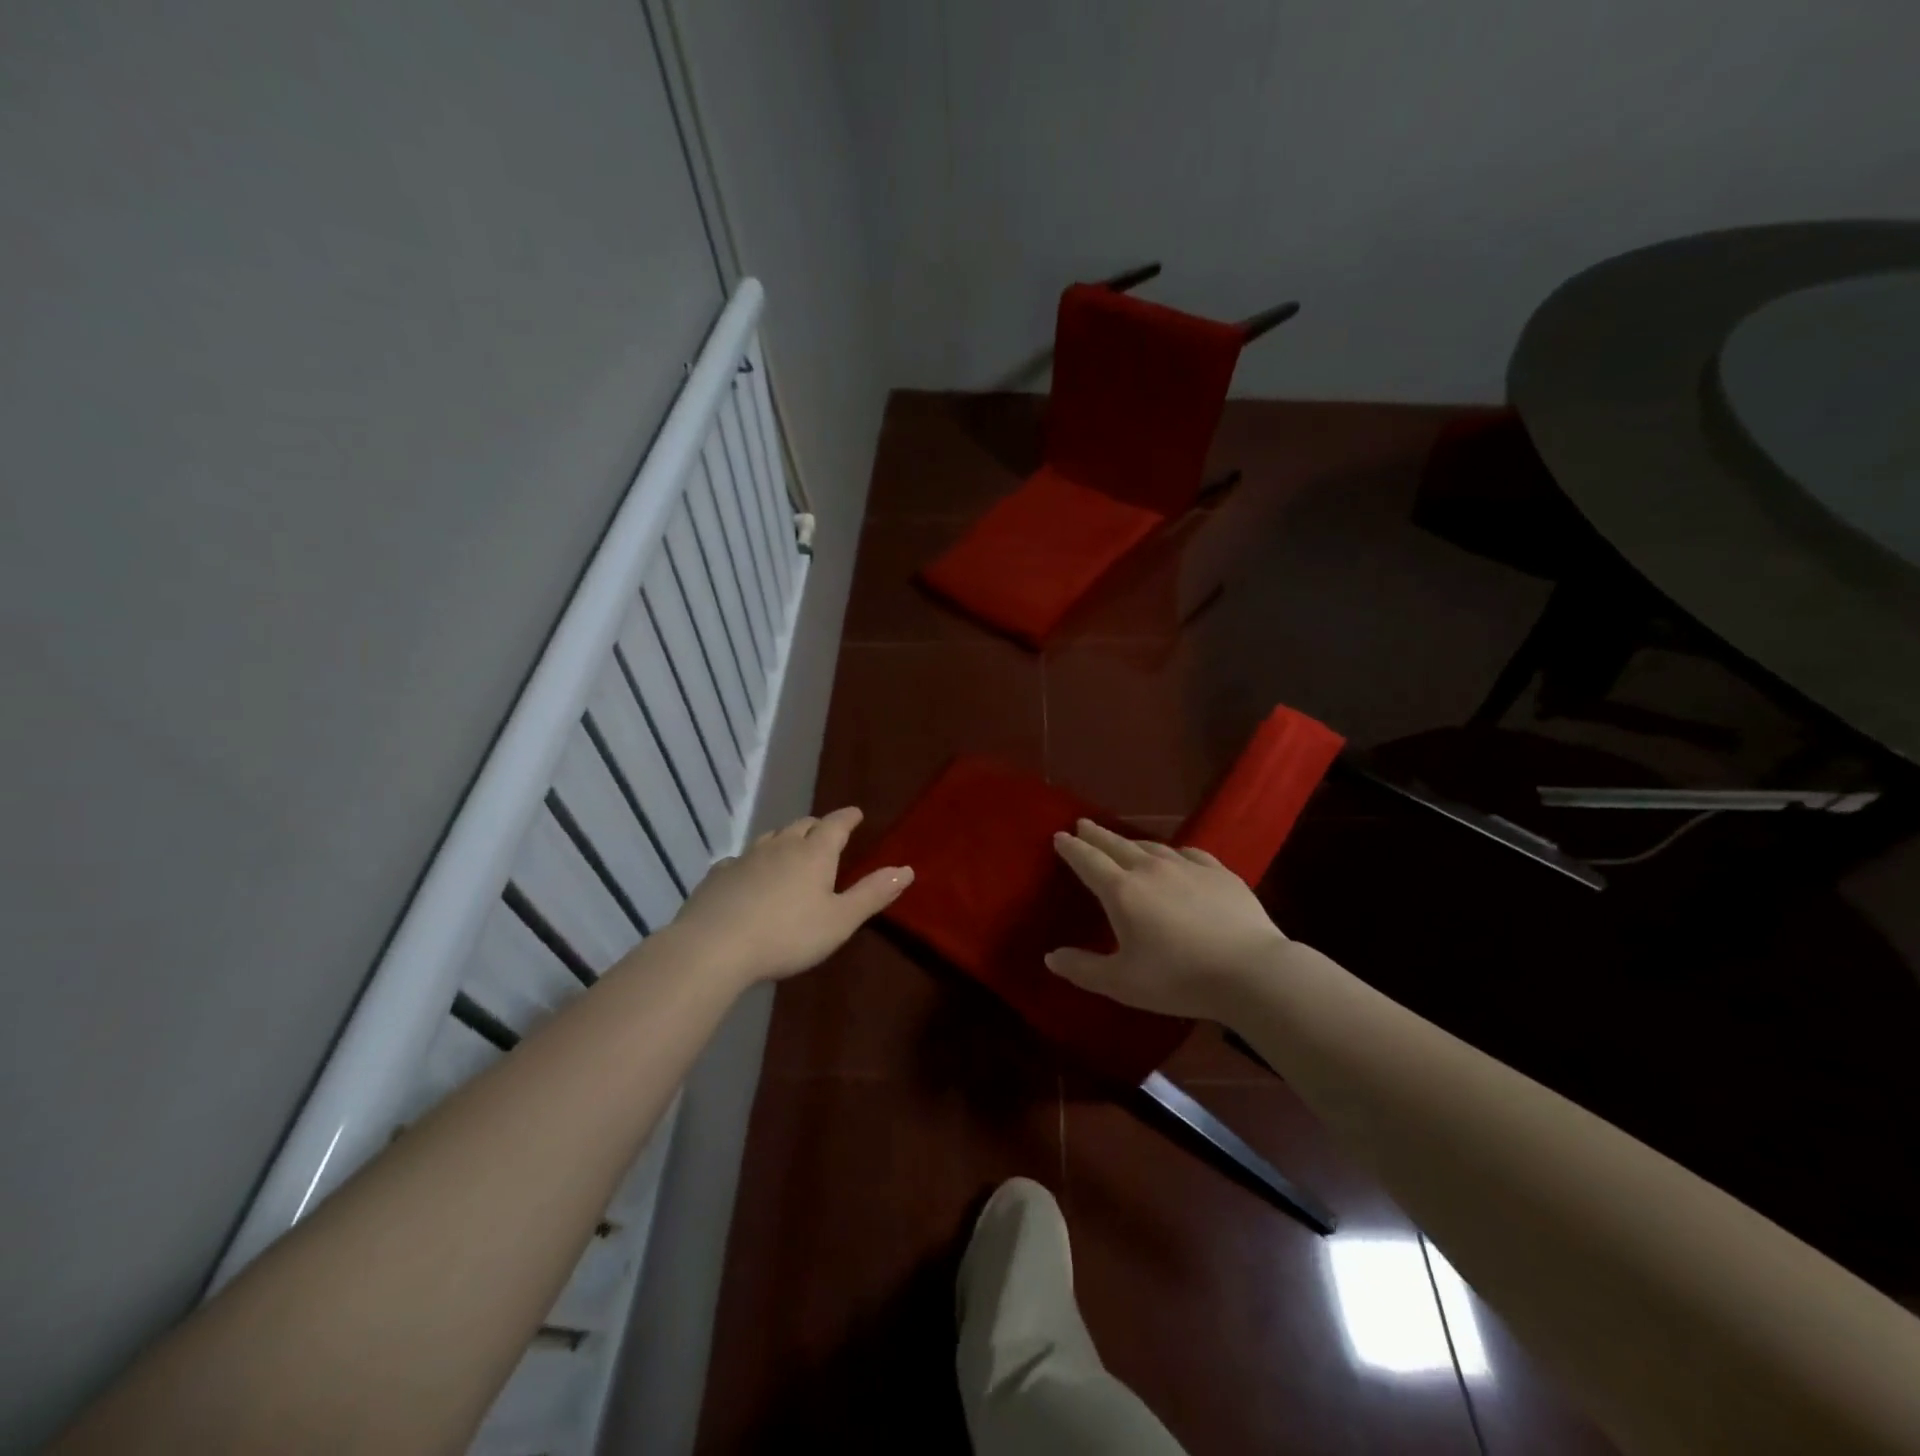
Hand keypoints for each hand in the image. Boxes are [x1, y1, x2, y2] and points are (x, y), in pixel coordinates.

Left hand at [668, 807, 911, 986]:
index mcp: (815, 853)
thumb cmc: (788, 934)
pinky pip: (740, 859)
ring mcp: (746, 858)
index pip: (836, 824)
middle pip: (803, 825)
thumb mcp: (840, 920)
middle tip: (826, 832)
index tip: (856, 813)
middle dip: (818, 826)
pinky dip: (753, 862)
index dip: (848, 818)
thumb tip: (907, 869)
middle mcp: (781, 846)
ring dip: (786, 839)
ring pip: (771, 837)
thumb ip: (873, 894)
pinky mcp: (719, 875)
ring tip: (791, 848)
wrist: (714, 946)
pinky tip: (748, 874)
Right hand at [1046, 820, 1289, 1020]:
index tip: (1060, 836)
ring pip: (1152, 846)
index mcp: (1122, 891)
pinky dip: (1173, 851)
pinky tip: (1176, 855)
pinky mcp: (1220, 873)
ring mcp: (1188, 867)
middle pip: (1117, 845)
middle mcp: (1151, 870)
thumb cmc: (1178, 979)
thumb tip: (1050, 957)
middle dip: (1097, 835)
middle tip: (1083, 824)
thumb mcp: (1121, 983)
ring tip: (1123, 840)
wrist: (1250, 971)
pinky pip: (1189, 853)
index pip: (1089, 861)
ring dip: (1132, 841)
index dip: (1072, 849)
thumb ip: (1083, 969)